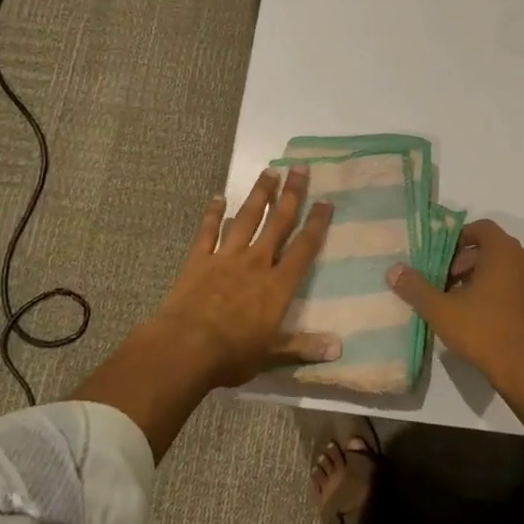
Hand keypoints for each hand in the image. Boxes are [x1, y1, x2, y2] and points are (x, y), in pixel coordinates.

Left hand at [149, 166, 337, 389]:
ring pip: (246, 219)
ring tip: (268, 172)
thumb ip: (303, 346)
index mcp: (277, 285)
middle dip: (291, 195)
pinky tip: (218, 197)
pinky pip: (208, 231)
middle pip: (277, 223)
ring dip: (258, 195)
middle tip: (299, 168)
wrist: (185, 348)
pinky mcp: (198, 260)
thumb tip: (338, 349)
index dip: (316, 224)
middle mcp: (256, 263)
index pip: (304, 248)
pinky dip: (213, 214)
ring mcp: (226, 257)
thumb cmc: (233, 354)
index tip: (325, 201)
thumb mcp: (272, 354)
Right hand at [386, 220, 523, 384]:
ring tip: (464, 303)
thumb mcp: (442, 311)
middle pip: (494, 248)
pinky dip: (504, 291)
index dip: (458, 240)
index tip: (442, 261)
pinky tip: (487, 317)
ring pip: (509, 268)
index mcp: (506, 251)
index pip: (481, 228)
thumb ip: (416, 288)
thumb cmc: (485, 332)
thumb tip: (394, 270)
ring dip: (486, 277)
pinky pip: (522, 286)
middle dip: (468, 262)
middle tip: (449, 285)